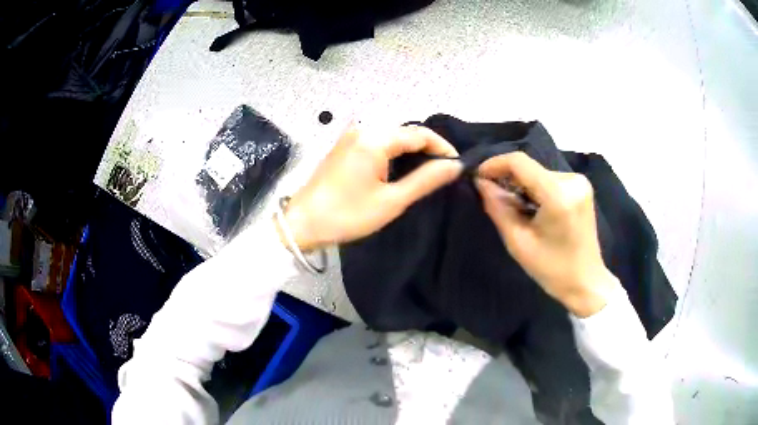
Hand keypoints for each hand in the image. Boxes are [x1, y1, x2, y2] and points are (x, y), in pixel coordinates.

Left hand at [279, 125, 461, 250]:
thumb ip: (425, 180)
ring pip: (392, 136)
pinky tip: (402, 169)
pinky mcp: (344, 145)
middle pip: (405, 132)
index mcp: (375, 138)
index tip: (457, 165)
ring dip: (411, 151)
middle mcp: (363, 129)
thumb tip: (454, 166)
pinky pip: (377, 142)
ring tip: (428, 172)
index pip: (419, 133)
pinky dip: (394, 153)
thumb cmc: (347, 214)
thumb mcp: (391, 200)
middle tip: (444, 171)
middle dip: (428, 148)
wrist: (302, 223)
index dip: (442, 147)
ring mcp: (351, 136)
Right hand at [475, 152, 619, 316]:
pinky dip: (536, 189)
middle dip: (508, 180)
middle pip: (529, 168)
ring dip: (522, 186)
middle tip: (494, 200)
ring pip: (538, 173)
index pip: (520, 163)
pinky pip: (549, 179)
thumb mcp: (518, 242)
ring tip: (516, 210)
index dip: (495, 164)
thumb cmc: (552, 269)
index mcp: (558, 195)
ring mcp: (579, 182)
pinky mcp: (582, 187)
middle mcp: (572, 180)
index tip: (478, 176)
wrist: (585, 281)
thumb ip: (497, 207)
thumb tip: (480, 182)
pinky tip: (533, 209)